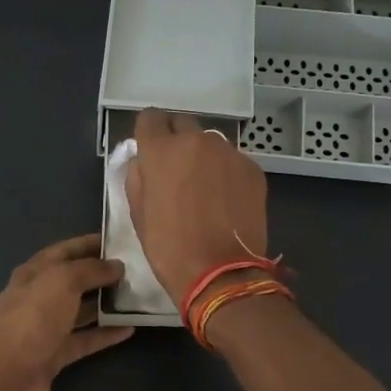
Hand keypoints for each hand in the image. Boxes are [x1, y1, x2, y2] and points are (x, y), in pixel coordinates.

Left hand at [0, 235, 131, 390]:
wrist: (10, 379)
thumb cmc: (34, 319)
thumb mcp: (62, 281)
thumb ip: (90, 269)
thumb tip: (116, 266)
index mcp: (32, 274)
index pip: (63, 252)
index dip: (88, 244)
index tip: (119, 241)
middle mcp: (37, 298)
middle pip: (72, 281)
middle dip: (100, 274)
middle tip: (135, 270)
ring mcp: (45, 329)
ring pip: (79, 311)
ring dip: (105, 304)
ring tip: (136, 297)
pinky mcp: (55, 356)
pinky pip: (84, 340)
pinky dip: (105, 334)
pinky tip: (130, 329)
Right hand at [125, 109, 269, 305]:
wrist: (222, 273)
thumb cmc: (170, 247)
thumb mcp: (139, 214)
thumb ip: (138, 178)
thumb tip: (144, 162)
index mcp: (161, 151)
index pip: (150, 118)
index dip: (149, 132)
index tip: (150, 150)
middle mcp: (196, 141)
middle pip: (182, 123)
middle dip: (176, 140)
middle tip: (176, 169)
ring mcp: (228, 153)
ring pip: (209, 143)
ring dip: (203, 157)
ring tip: (204, 188)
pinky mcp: (252, 169)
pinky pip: (232, 161)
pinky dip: (226, 173)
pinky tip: (225, 200)